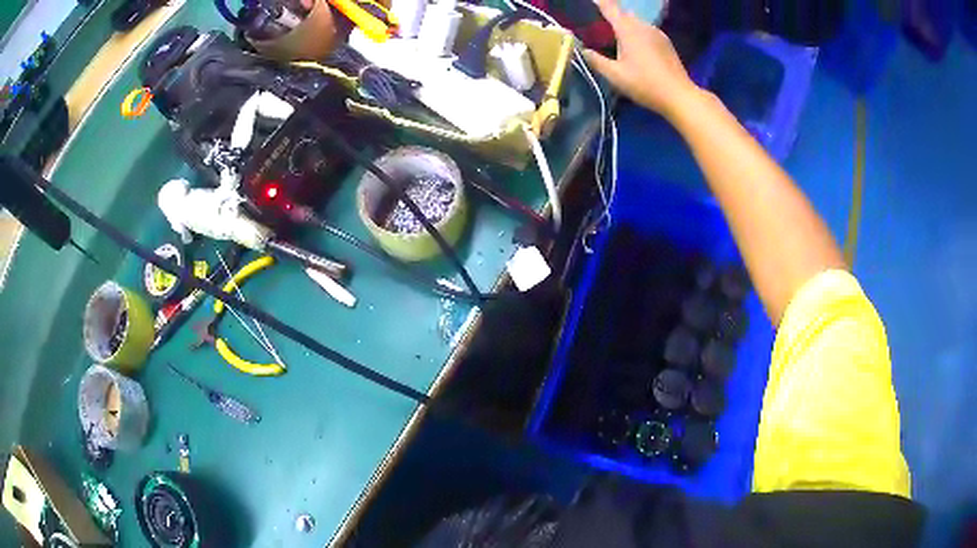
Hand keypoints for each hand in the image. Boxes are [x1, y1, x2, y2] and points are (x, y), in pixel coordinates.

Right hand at [583, 0, 698, 120]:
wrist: (679, 96)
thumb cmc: (645, 85)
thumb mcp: (615, 75)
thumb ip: (596, 60)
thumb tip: (581, 49)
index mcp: (628, 30)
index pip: (609, 7)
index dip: (599, 2)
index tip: (590, 1)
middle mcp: (643, 26)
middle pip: (624, 14)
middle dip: (612, 16)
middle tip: (600, 27)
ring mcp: (657, 33)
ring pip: (636, 22)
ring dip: (625, 26)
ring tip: (617, 39)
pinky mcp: (666, 42)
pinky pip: (647, 31)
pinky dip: (637, 33)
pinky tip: (635, 48)